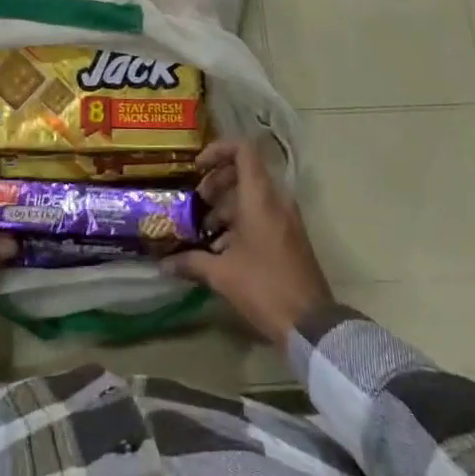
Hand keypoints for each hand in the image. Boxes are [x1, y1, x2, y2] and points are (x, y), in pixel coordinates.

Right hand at [167, 139, 333, 345]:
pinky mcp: (290, 236)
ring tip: (206, 232)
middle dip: (216, 183)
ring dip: (226, 206)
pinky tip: (223, 249)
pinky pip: (262, 214)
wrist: (311, 324)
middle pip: (244, 171)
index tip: (197, 168)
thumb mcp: (222, 274)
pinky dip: (241, 221)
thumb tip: (163, 263)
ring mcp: (286, 218)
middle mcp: (276, 200)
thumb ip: (191, 262)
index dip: (217, 150)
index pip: (242, 150)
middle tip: (197, 204)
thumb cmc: (264, 288)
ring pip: (252, 195)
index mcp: (260, 198)